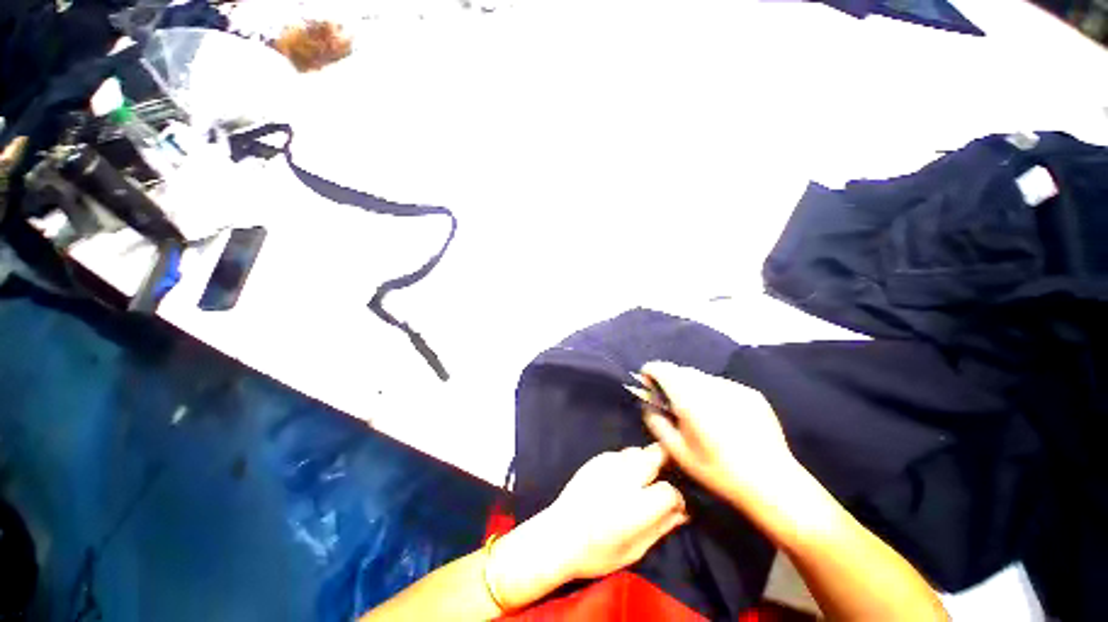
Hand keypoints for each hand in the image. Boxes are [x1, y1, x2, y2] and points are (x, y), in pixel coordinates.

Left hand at [488, 444, 687, 608]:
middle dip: (665, 462)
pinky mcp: (595, 459)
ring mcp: (608, 465)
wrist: (558, 535)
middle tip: (665, 475)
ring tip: (640, 478)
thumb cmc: (597, 553)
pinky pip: (619, 454)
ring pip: (637, 451)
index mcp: (636, 506)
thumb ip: (661, 527)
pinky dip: (625, 462)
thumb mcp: (634, 550)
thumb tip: (684, 513)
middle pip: (655, 455)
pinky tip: (619, 477)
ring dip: (644, 461)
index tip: (674, 506)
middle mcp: (624, 479)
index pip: (669, 490)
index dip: (676, 498)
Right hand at [638, 361, 800, 508]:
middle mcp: (710, 386)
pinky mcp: (750, 393)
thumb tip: (647, 403)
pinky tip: (721, 416)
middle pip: (681, 370)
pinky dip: (712, 393)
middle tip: (671, 403)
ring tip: (698, 411)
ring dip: (691, 386)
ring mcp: (733, 387)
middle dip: (670, 381)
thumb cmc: (718, 471)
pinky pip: (721, 385)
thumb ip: (655, 422)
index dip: (650, 372)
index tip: (647, 384)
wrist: (772, 483)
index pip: (662, 369)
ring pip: (701, 377)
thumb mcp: (677, 452)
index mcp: (689, 398)